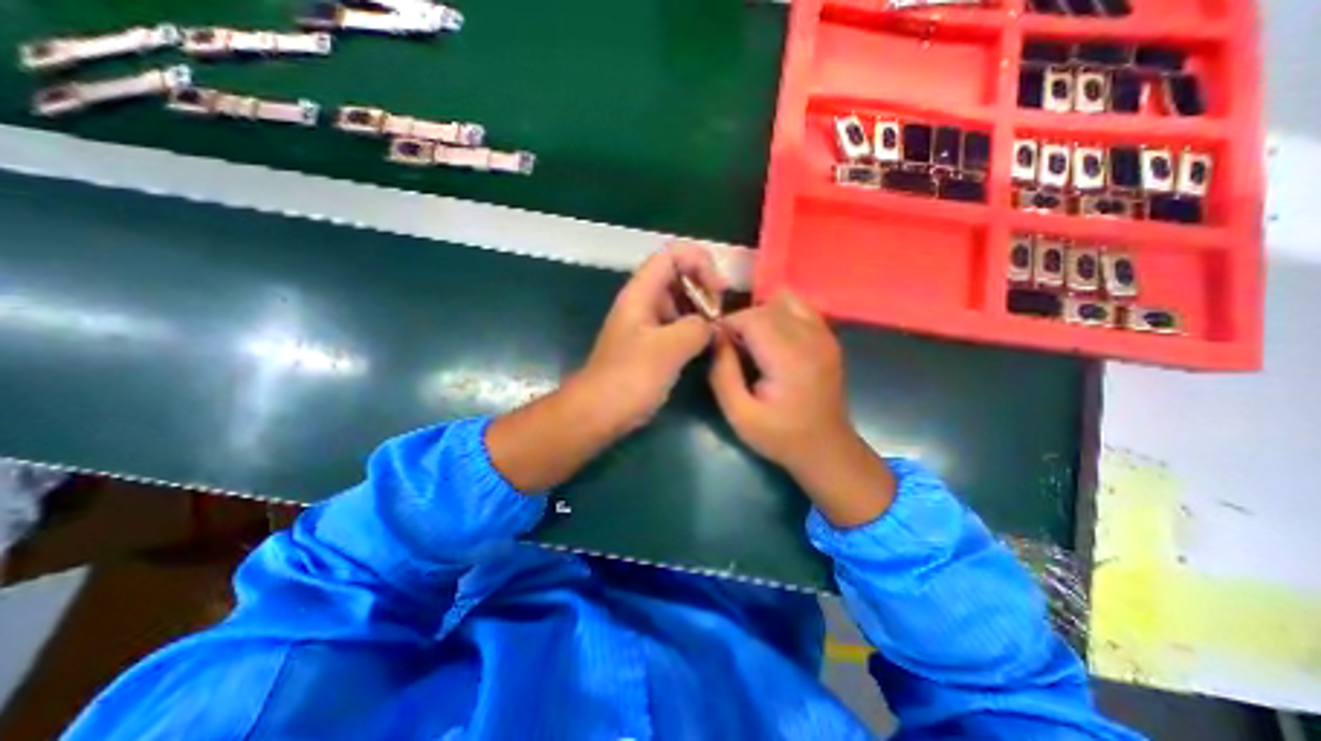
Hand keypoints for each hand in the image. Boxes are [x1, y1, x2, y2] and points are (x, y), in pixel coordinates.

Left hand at [577, 242, 727, 431]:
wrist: (599, 411)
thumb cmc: (629, 378)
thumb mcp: (667, 349)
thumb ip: (696, 328)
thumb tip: (712, 326)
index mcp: (641, 293)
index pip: (673, 255)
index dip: (700, 262)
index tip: (719, 290)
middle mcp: (643, 302)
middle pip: (679, 275)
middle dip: (704, 287)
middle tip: (720, 314)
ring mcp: (647, 323)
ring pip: (680, 301)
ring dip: (701, 309)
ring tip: (717, 330)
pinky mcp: (652, 344)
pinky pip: (678, 325)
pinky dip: (694, 328)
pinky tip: (706, 344)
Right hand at [714, 293, 898, 529]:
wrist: (827, 449)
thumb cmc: (781, 436)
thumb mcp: (739, 415)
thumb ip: (722, 374)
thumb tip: (714, 339)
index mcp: (789, 359)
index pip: (752, 318)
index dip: (727, 324)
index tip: (715, 343)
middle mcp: (811, 338)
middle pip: (766, 307)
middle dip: (741, 321)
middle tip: (729, 347)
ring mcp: (824, 335)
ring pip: (783, 301)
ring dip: (760, 315)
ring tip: (751, 341)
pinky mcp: (828, 337)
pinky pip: (800, 308)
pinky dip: (780, 313)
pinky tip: (773, 338)